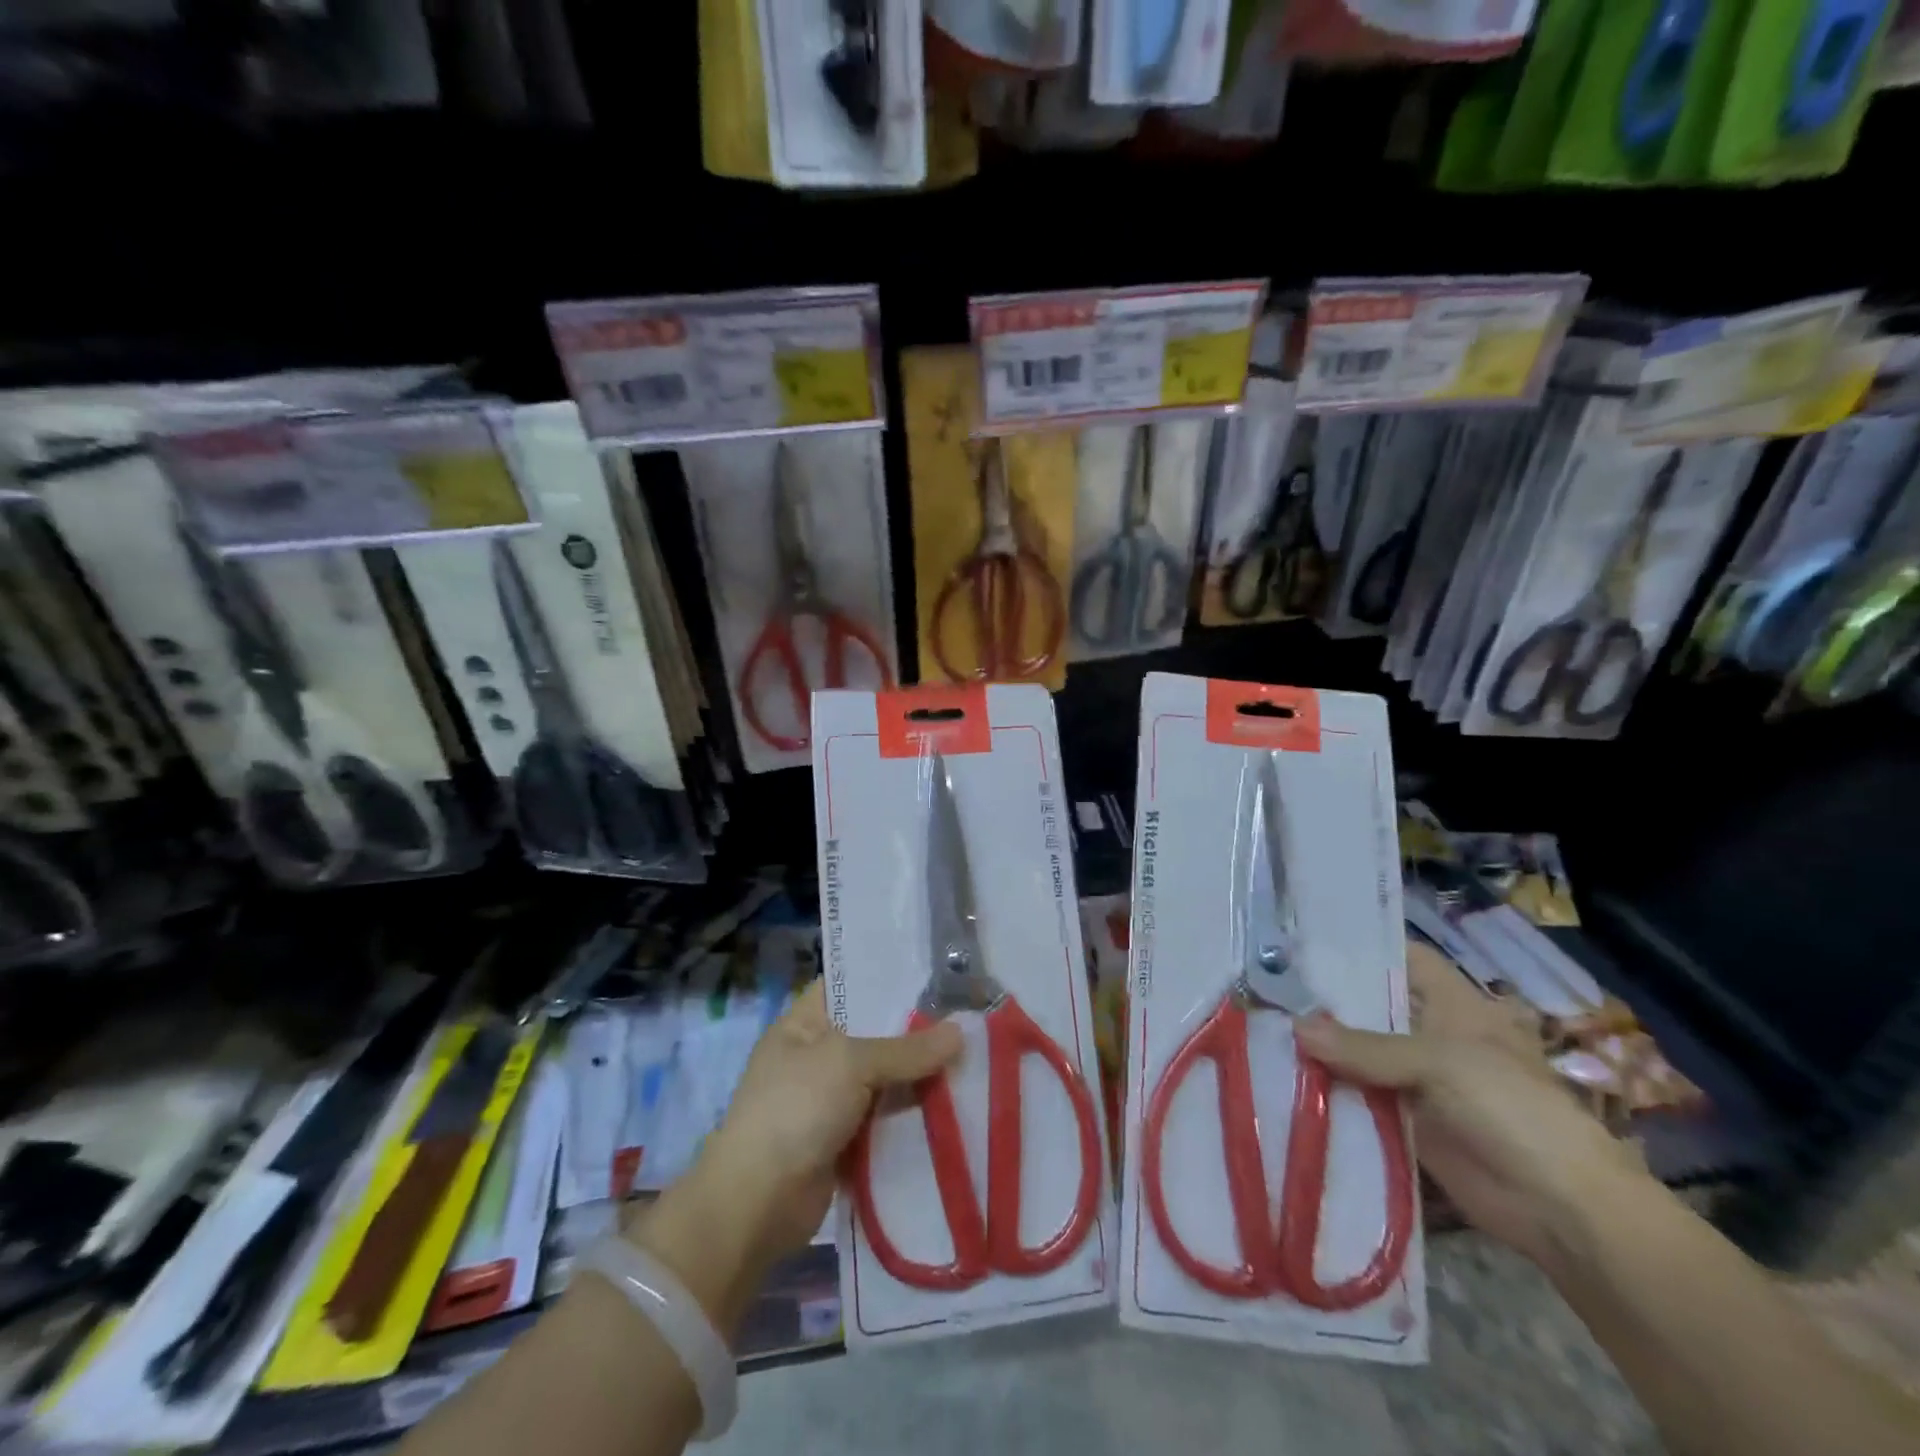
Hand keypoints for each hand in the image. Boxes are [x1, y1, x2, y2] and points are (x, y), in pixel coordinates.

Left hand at [708, 980, 963, 1254]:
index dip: (886, 978)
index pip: (847, 986)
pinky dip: (912, 1116)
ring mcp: (829, 1101)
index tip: (933, 973)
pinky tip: (954, 1105)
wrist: (758, 1203)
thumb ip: (906, 1049)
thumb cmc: (796, 1109)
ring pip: (885, 1079)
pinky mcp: (844, 1142)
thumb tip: (961, 1031)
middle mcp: (816, 1057)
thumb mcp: (850, 1063)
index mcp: (803, 1024)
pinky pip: (886, 1119)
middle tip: (967, 1019)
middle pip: (874, 1035)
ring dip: (919, 1077)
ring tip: (972, 1059)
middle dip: (916, 1032)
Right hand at [1295, 942, 1649, 1268]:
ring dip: (1322, 1050)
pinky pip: (1360, 1098)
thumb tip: (1294, 1027)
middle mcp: (1431, 1035)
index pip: (1403, 959)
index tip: (1305, 942)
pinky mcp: (1407, 1122)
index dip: (1361, 949)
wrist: (1559, 1207)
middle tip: (1267, 990)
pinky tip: (1284, 1081)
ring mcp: (1417, 1080)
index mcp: (1452, 1005)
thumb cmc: (1510, 1108)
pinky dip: (1329, 1092)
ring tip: (1262, 1031)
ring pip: (1360, 1054)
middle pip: (1372, 1008)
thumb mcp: (1437, 1063)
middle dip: (1326, 1001)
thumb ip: (1364, 1046)